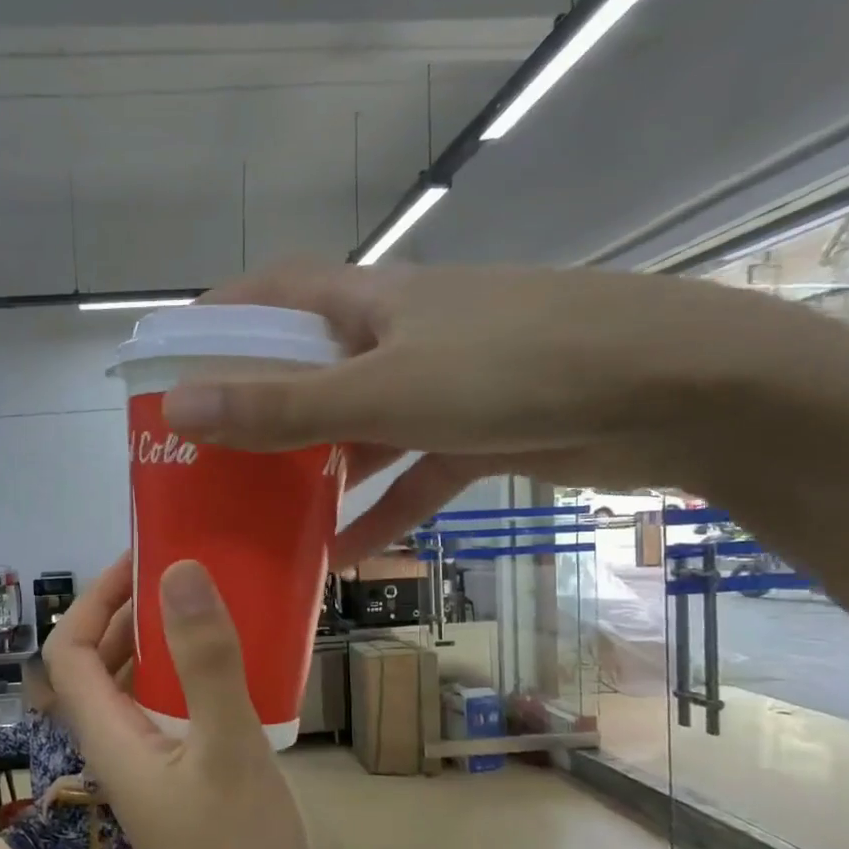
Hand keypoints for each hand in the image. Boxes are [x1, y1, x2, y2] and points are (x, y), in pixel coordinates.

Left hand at [46, 555, 315, 848]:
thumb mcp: (229, 751)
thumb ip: (206, 662)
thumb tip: (178, 571)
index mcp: (109, 735)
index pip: (69, 650)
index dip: (95, 599)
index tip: (143, 558)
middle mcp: (116, 747)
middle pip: (95, 665)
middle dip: (125, 611)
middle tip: (180, 573)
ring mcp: (147, 768)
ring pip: (132, 688)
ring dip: (155, 642)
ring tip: (205, 606)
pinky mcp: (180, 784)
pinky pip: (167, 712)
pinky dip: (185, 677)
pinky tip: (230, 670)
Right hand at [164, 262, 848, 562]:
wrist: (675, 389)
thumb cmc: (516, 365)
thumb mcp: (385, 390)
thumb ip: (283, 405)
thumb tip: (180, 404)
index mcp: (370, 301)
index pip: (274, 292)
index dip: (221, 316)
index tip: (174, 359)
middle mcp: (398, 334)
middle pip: (309, 366)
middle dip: (258, 408)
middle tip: (206, 456)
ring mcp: (440, 384)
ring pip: (357, 428)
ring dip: (315, 470)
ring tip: (261, 514)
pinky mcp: (477, 432)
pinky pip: (409, 474)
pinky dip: (378, 510)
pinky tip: (341, 555)